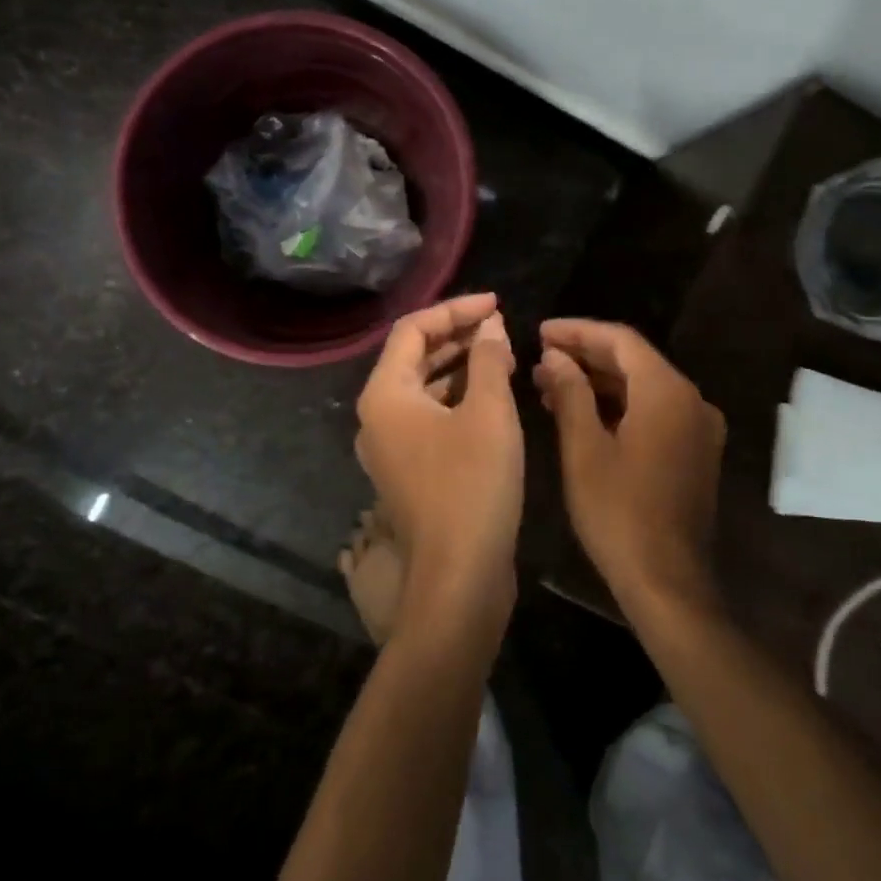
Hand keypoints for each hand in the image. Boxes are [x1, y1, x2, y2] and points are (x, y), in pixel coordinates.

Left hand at [355, 294, 523, 626]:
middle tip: (502, 327)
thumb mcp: (489, 412)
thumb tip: (491, 326)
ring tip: (503, 355)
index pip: (413, 329)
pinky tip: (492, 395)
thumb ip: (489, 359)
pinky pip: (430, 416)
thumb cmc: (473, 485)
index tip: (497, 304)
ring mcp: (390, 446)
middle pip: (414, 357)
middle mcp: (377, 416)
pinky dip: (458, 398)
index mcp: (385, 394)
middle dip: (459, 336)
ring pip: (424, 388)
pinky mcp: (409, 470)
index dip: (456, 309)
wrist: (460, 576)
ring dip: (461, 366)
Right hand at [534, 319, 725, 609]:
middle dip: (586, 355)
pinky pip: (654, 411)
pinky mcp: (695, 451)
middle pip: (634, 360)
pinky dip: (619, 405)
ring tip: (550, 383)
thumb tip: (554, 357)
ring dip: (599, 381)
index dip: (578, 331)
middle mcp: (691, 399)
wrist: (667, 582)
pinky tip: (582, 412)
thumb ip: (570, 393)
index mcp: (667, 392)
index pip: (620, 340)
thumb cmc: (618, 514)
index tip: (541, 331)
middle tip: (541, 356)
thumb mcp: (584, 450)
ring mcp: (698, 427)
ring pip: (643, 386)